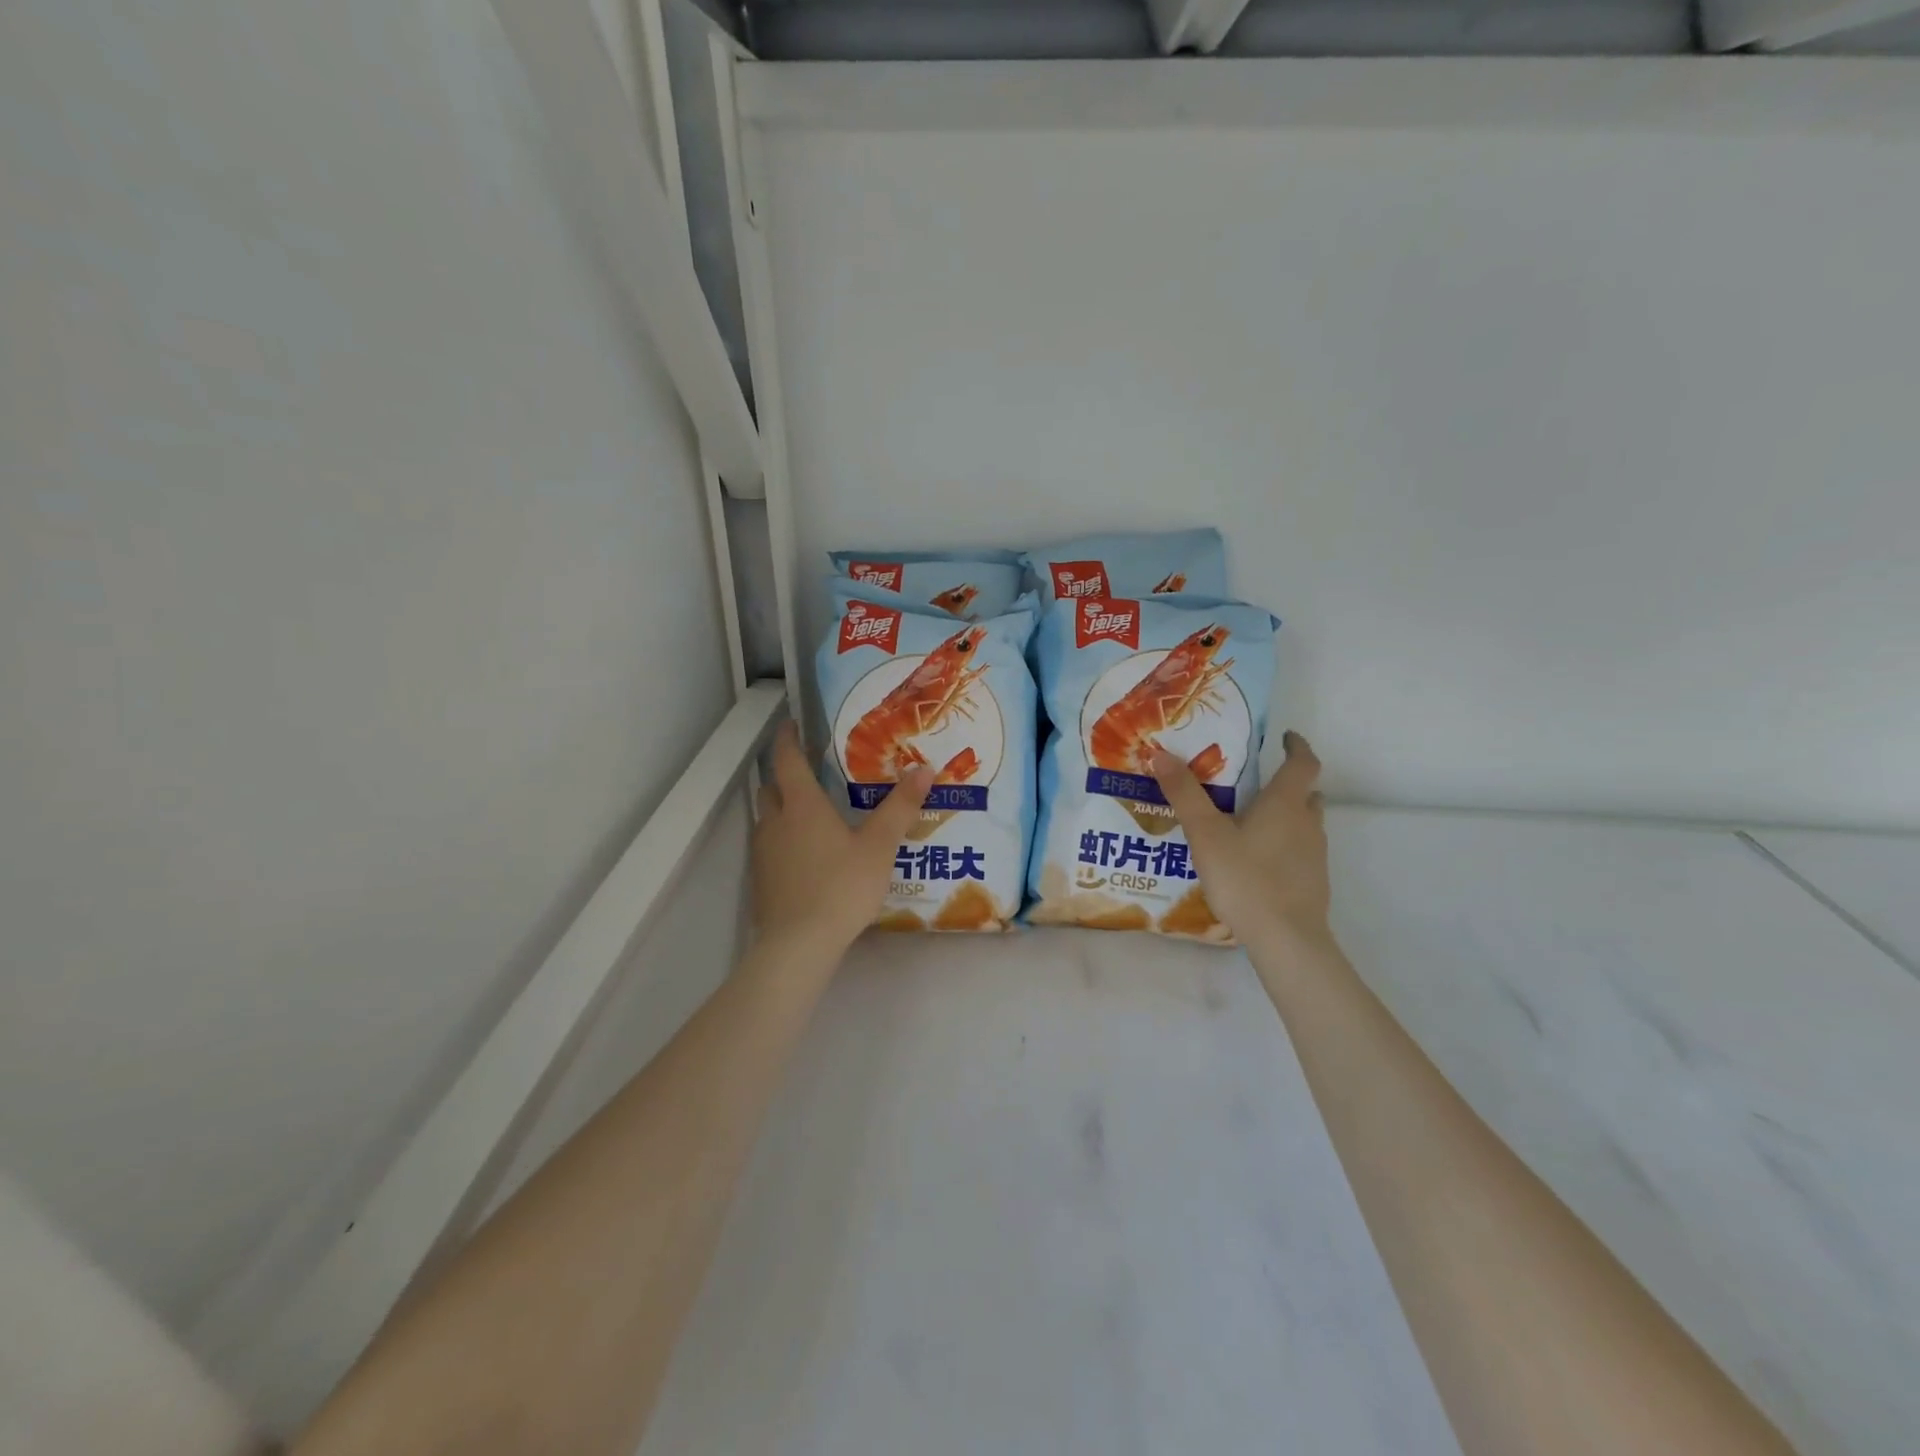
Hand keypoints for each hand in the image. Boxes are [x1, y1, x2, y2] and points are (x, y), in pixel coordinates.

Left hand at [751, 720, 931, 952]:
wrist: (799, 944)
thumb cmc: (842, 886)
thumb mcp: (879, 846)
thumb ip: (900, 807)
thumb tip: (924, 769)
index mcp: (802, 806)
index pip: (787, 760)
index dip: (788, 739)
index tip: (791, 724)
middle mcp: (776, 822)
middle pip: (770, 787)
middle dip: (783, 775)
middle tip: (807, 770)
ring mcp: (763, 853)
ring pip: (766, 818)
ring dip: (780, 808)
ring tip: (808, 813)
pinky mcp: (761, 880)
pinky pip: (768, 847)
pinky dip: (781, 839)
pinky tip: (803, 855)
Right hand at [1151, 731, 1331, 950]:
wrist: (1286, 938)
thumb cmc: (1245, 878)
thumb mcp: (1205, 833)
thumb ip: (1184, 793)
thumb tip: (1161, 753)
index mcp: (1285, 803)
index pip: (1303, 762)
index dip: (1296, 746)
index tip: (1284, 737)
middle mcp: (1307, 823)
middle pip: (1306, 793)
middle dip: (1287, 784)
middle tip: (1255, 783)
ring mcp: (1315, 854)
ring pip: (1305, 823)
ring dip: (1287, 815)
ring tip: (1250, 821)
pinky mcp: (1313, 881)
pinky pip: (1300, 851)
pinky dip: (1284, 844)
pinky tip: (1256, 861)